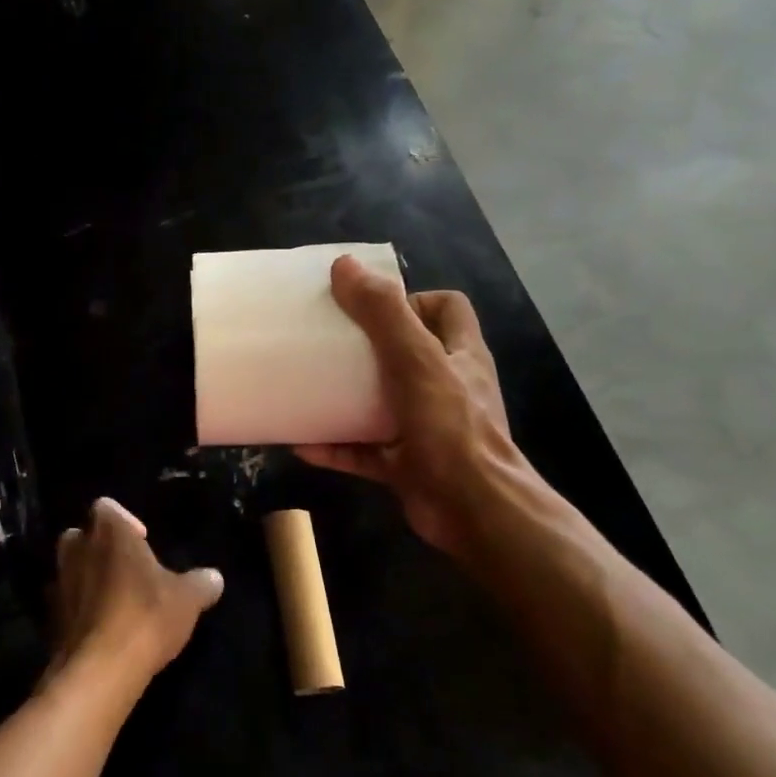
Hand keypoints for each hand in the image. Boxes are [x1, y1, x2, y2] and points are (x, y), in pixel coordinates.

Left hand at [45, 498, 223, 691]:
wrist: (100, 669)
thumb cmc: (146, 616)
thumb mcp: (187, 599)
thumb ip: (201, 583)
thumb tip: (214, 577)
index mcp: (108, 531)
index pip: (107, 507)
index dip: (124, 521)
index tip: (143, 542)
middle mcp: (76, 548)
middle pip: (81, 535)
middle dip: (99, 547)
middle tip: (126, 570)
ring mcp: (58, 583)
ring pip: (69, 569)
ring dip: (86, 578)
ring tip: (114, 600)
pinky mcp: (49, 618)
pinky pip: (64, 603)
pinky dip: (78, 610)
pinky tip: (100, 629)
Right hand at [295, 255, 533, 557]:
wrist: (474, 510)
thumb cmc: (451, 427)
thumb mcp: (416, 360)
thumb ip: (383, 314)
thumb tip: (345, 266)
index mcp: (460, 355)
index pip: (447, 308)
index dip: (413, 299)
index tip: (371, 308)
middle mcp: (446, 387)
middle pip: (407, 353)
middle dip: (366, 347)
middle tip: (327, 344)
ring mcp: (426, 428)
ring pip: (381, 403)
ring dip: (345, 399)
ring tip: (307, 388)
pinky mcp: (406, 465)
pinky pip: (363, 451)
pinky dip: (335, 446)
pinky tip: (301, 443)